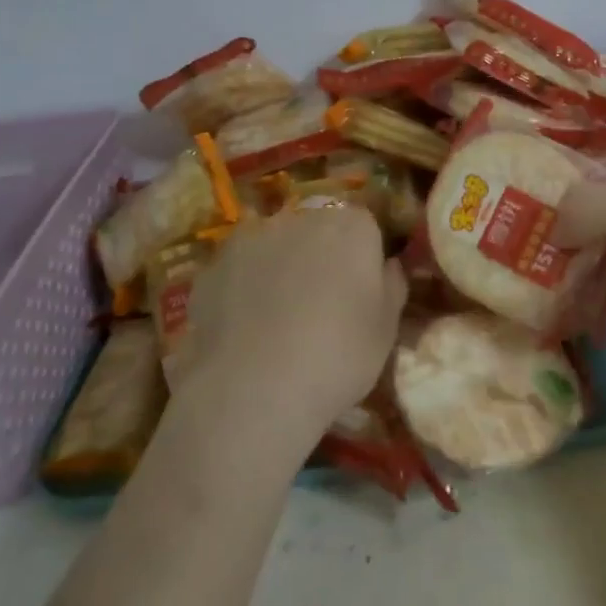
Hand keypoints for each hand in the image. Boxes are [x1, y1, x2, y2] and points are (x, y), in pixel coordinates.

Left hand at [178, 206, 407, 444]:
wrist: (254, 388)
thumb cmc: (338, 356)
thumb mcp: (386, 330)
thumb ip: (392, 286)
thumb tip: (388, 264)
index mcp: (351, 226)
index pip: (364, 226)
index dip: (362, 258)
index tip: (359, 293)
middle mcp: (301, 217)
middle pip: (316, 228)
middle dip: (319, 256)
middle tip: (319, 305)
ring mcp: (251, 237)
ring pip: (274, 246)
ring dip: (279, 267)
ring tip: (276, 319)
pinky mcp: (213, 264)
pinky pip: (238, 270)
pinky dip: (243, 288)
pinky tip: (244, 328)